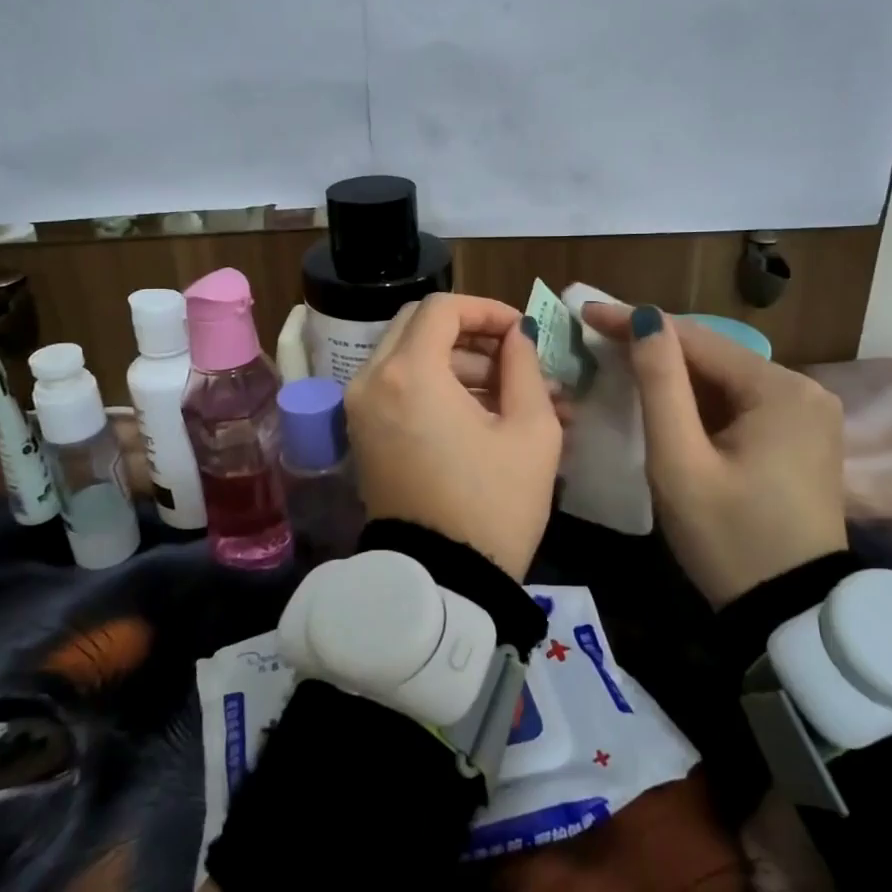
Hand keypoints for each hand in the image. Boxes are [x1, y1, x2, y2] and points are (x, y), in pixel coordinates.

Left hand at [344, 294, 561, 579]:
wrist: (443, 582)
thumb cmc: (494, 505)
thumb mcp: (531, 431)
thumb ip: (524, 367)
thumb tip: (517, 336)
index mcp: (408, 374)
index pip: (442, 309)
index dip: (486, 310)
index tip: (521, 332)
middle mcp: (371, 381)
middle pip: (419, 326)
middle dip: (471, 334)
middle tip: (514, 358)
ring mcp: (360, 409)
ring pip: (409, 356)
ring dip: (459, 364)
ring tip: (517, 394)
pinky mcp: (362, 434)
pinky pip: (398, 387)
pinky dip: (436, 386)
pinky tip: (484, 412)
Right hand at [582, 304, 845, 606]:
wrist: (790, 615)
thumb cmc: (727, 538)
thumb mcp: (680, 461)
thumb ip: (659, 385)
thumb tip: (645, 320)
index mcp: (780, 390)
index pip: (696, 339)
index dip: (637, 323)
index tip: (587, 313)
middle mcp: (804, 389)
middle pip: (713, 355)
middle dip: (655, 345)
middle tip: (596, 336)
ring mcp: (808, 414)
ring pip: (724, 378)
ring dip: (674, 371)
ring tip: (618, 358)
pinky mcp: (801, 438)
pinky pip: (740, 402)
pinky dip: (699, 398)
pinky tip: (663, 395)